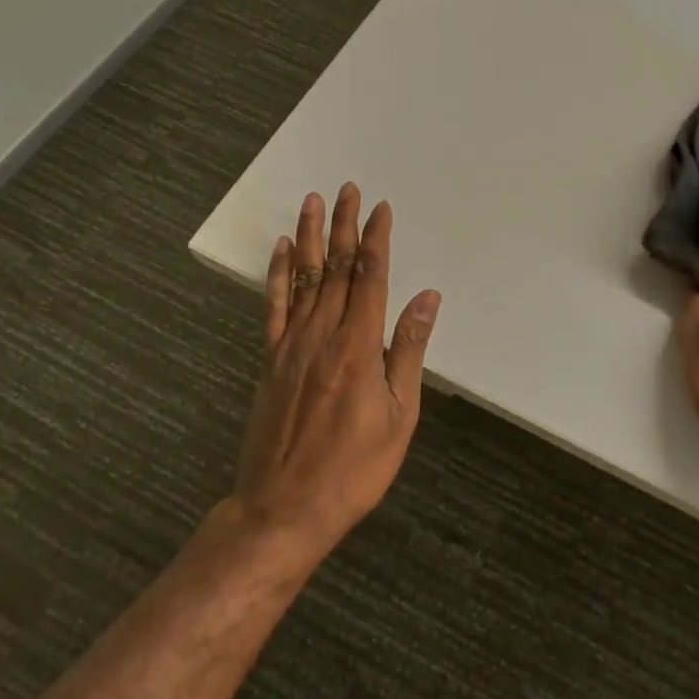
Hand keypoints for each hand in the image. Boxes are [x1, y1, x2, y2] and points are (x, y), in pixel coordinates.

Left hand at [230, 184, 440, 557]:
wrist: (283, 509)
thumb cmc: (353, 468)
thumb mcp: (400, 415)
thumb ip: (410, 349)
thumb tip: (427, 297)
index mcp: (359, 346)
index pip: (369, 277)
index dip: (375, 239)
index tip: (381, 209)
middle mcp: (323, 334)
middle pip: (335, 268)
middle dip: (344, 225)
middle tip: (348, 189)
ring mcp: (291, 345)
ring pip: (303, 278)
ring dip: (310, 237)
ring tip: (314, 201)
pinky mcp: (271, 360)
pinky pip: (274, 306)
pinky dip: (278, 274)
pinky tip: (282, 249)